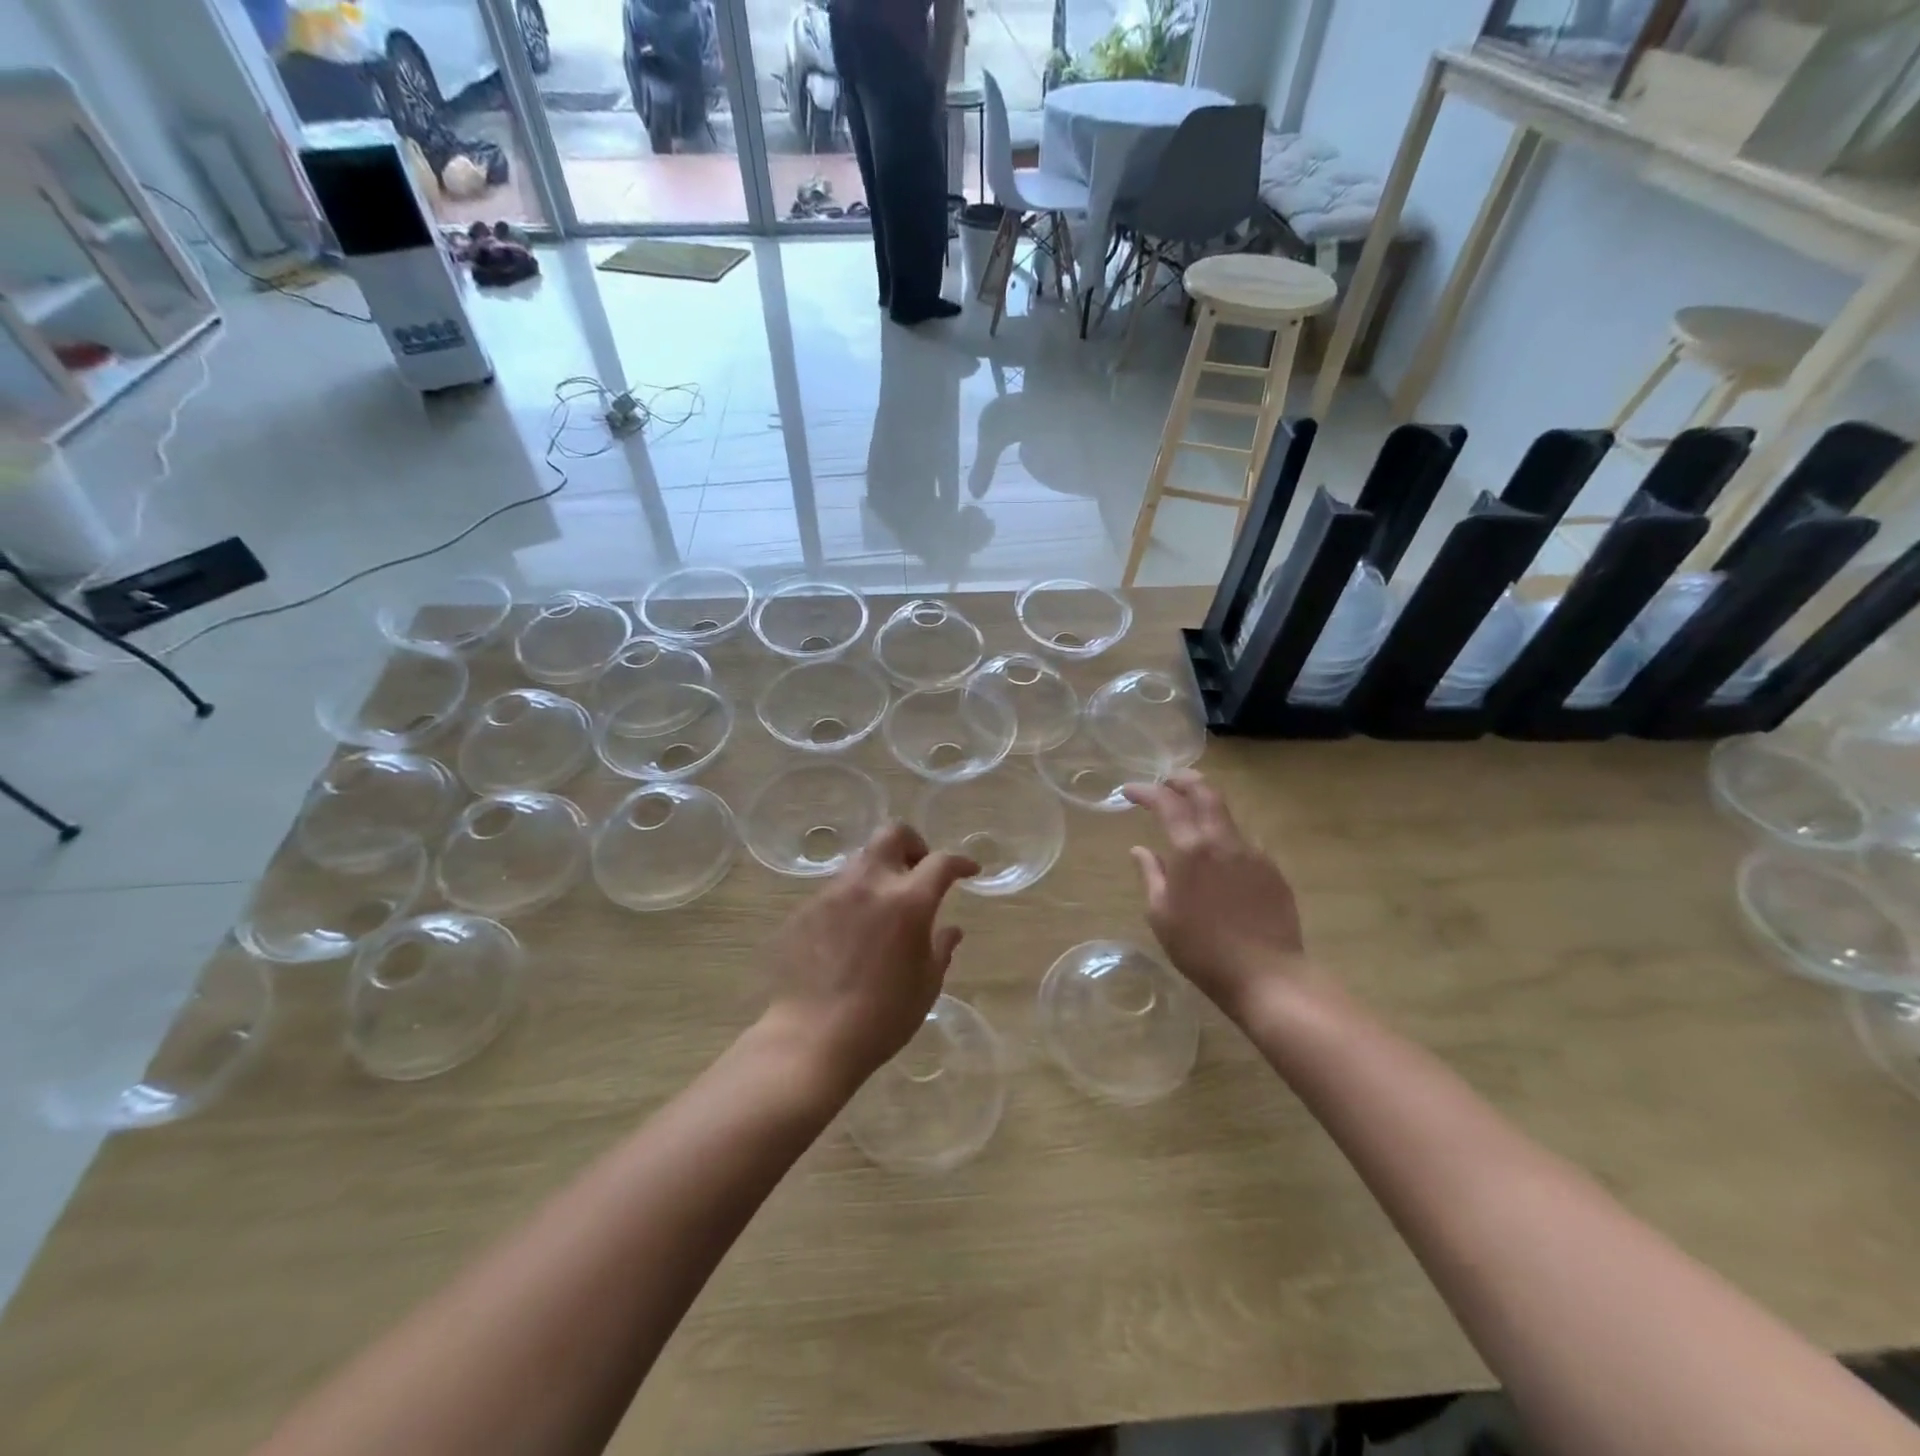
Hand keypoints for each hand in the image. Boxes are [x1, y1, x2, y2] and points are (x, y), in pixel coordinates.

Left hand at [761, 823, 977, 1089]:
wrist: (811, 1038)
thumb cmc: (882, 1017)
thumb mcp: (926, 985)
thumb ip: (941, 948)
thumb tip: (950, 930)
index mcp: (908, 901)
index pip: (941, 862)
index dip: (960, 862)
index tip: (969, 871)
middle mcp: (869, 884)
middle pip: (893, 834)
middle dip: (913, 844)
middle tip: (919, 871)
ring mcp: (832, 894)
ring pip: (862, 860)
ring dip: (880, 873)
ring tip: (884, 907)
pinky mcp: (805, 910)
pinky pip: (836, 890)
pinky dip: (853, 899)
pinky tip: (851, 934)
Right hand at [1123, 771, 1314, 1021]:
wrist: (1268, 976)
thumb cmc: (1202, 949)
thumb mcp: (1162, 915)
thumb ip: (1151, 875)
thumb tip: (1140, 849)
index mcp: (1192, 849)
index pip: (1167, 803)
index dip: (1146, 791)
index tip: (1129, 792)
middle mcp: (1225, 841)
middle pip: (1206, 793)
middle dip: (1183, 780)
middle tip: (1167, 781)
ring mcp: (1254, 853)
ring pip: (1228, 816)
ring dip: (1207, 808)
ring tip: (1193, 818)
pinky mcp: (1273, 871)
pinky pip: (1245, 842)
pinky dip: (1226, 837)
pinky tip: (1220, 858)